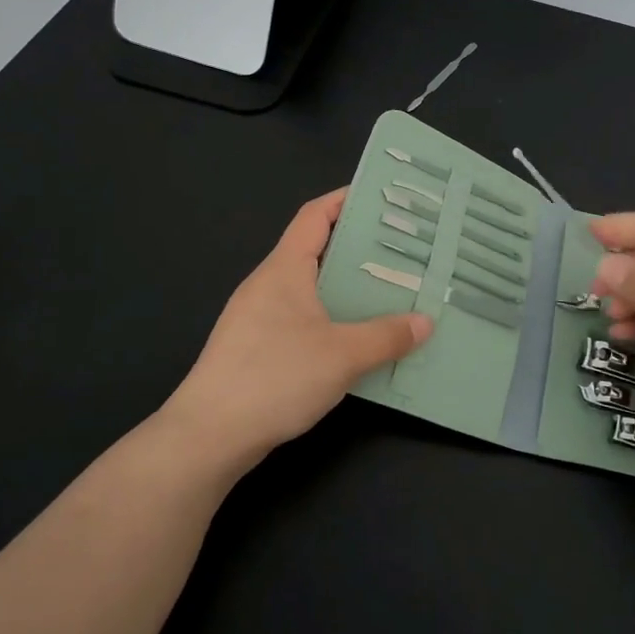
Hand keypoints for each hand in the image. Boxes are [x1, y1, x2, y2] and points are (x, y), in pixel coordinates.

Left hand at [165, 190, 431, 466]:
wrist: (209, 434)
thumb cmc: (275, 377)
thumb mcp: (342, 355)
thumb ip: (386, 336)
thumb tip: (425, 322)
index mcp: (284, 269)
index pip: (315, 216)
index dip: (346, 200)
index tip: (382, 199)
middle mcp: (268, 284)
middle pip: (315, 249)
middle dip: (357, 247)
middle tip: (402, 251)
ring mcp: (257, 316)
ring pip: (309, 287)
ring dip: (346, 286)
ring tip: (389, 292)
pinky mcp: (255, 347)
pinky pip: (301, 317)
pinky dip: (331, 317)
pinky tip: (356, 338)